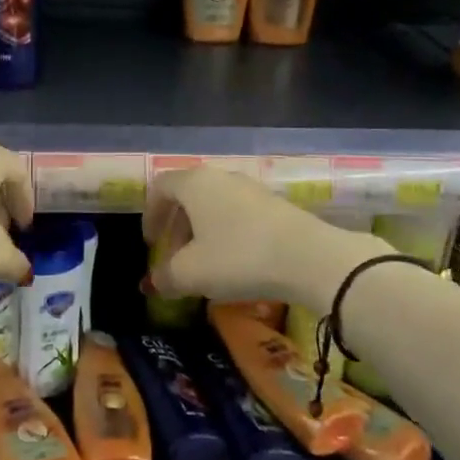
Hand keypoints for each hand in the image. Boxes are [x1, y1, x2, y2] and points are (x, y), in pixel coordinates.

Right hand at [144, 166, 380, 309]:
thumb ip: (166, 276)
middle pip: (188, 196)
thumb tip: (155, 282)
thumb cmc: (239, 257)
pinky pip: (239, 215)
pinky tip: (235, 264)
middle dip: (176, 228)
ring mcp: (251, 189)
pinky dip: (227, 234)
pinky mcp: (276, 205)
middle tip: (174, 260)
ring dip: (202, 233)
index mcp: (195, 183)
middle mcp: (221, 177)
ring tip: (205, 266)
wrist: (309, 258)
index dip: (150, 215)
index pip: (160, 187)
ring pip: (214, 206)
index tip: (150, 244)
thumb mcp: (192, 273)